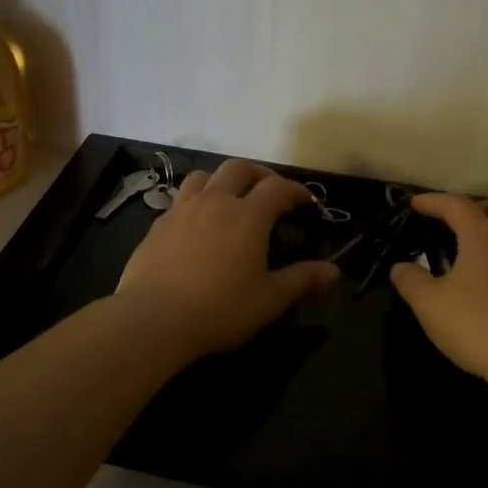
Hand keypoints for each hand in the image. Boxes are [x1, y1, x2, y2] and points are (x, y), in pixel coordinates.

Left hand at [115, 160, 339, 359]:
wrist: (153, 318)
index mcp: (247, 216)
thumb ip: (302, 280)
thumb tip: (334, 271)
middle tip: (269, 190)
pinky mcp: (157, 226)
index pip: (278, 188)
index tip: (306, 202)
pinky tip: (196, 225)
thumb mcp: (270, 300)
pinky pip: (180, 200)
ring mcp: (181, 210)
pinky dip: (195, 202)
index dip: (296, 191)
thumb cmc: (220, 309)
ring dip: (221, 181)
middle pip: (238, 168)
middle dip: (259, 174)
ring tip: (229, 198)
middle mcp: (214, 202)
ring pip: (203, 177)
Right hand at [389, 192, 487, 392]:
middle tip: (462, 223)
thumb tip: (401, 267)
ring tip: (482, 251)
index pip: (456, 204)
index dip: (433, 201)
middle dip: (482, 204)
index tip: (415, 204)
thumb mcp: (430, 305)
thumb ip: (411, 281)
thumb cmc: (479, 325)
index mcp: (484, 234)